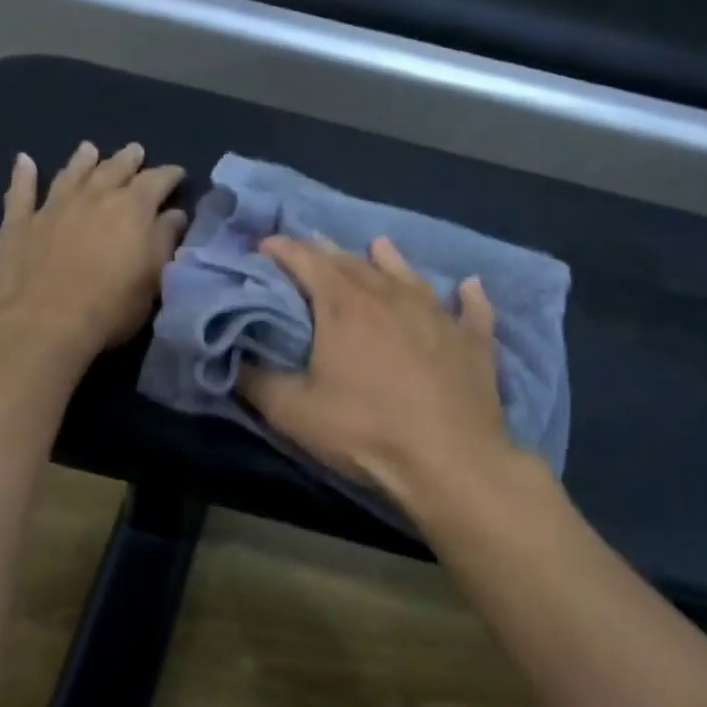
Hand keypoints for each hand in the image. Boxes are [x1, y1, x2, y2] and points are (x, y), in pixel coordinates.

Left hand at [0, 141, 185, 363]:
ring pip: (70, 174)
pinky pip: (21, 192)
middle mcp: (93, 197)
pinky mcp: (18, 224)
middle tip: (136, 151)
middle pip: (113, 170)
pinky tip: (24, 161)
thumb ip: (165, 241)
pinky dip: (23, 175)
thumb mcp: (153, 279)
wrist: (43, 323)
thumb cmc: (110, 306)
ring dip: (81, 160)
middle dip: (128, 160)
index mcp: (132, 208)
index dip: (169, 175)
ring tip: (89, 149)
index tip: (178, 174)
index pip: (156, 181)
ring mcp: (52, 207)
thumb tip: (174, 214)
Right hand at [239, 235, 517, 512]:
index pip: (306, 261)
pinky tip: (470, 286)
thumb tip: (233, 359)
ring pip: (409, 276)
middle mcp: (391, 296)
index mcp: (344, 305)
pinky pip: (471, 310)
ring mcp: (438, 315)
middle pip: (354, 262)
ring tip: (379, 245)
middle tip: (310, 251)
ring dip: (389, 260)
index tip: (264, 246)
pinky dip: (467, 296)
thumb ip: (255, 381)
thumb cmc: (364, 430)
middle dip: (326, 252)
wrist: (449, 460)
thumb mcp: (292, 412)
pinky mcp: (473, 341)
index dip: (282, 249)